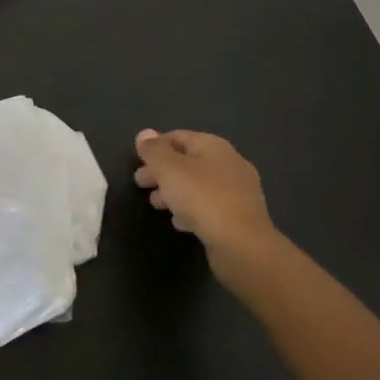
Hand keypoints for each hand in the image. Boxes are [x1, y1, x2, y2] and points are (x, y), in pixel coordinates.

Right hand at [134, 129, 284, 285]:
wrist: (242, 245)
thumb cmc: (203, 198)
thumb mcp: (170, 169)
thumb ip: (154, 151)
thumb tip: (144, 133)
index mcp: (214, 146)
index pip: (179, 137)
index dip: (156, 146)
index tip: (137, 161)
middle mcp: (229, 164)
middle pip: (188, 161)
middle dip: (162, 171)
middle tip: (140, 183)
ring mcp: (238, 192)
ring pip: (198, 185)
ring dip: (174, 191)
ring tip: (155, 204)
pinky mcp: (239, 218)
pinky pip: (209, 207)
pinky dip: (191, 210)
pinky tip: (179, 222)